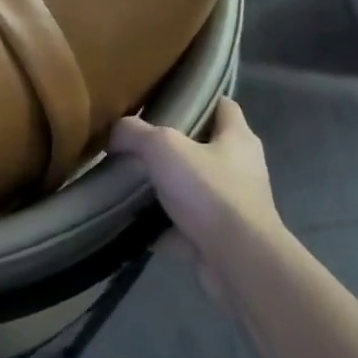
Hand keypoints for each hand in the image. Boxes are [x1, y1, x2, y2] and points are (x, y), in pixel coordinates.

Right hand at [109, 97, 290, 279]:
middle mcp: (241, 169)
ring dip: (165, 188)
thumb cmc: (209, 191)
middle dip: (173, 147)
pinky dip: (160, 225)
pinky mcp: (218, 238)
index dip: (198, 98)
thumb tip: (116, 133)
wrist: (236, 260)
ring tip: (127, 182)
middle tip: (136, 142)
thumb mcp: (163, 147)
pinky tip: (131, 222)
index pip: (223, 106)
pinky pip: (182, 225)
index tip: (166, 98)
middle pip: (204, 148)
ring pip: (192, 189)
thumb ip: (135, 133)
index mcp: (238, 138)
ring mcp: (232, 206)